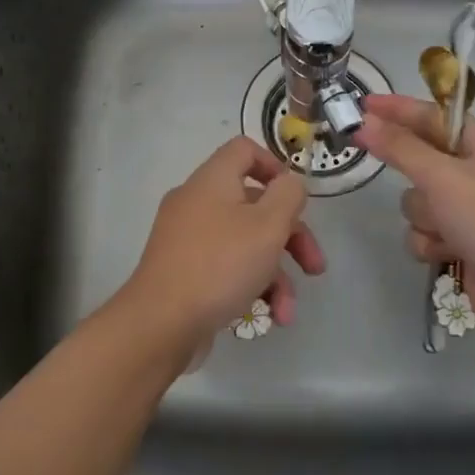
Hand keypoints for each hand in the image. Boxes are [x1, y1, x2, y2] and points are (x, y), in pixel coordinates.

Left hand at [117, 137, 325, 360]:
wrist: (160, 324)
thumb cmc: (220, 265)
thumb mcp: (268, 225)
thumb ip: (288, 196)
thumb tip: (290, 183)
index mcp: (212, 181)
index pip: (244, 150)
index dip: (275, 167)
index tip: (296, 200)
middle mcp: (196, 203)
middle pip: (254, 204)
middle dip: (290, 237)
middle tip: (314, 266)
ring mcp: (187, 239)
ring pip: (244, 243)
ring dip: (275, 274)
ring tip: (288, 310)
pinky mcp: (183, 272)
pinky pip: (225, 268)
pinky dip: (250, 287)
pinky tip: (269, 317)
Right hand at [353, 94, 474, 337]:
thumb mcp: (442, 176)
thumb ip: (399, 148)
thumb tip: (364, 122)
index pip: (434, 117)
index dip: (398, 109)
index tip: (363, 105)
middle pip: (422, 161)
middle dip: (414, 177)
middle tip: (385, 166)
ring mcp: (471, 211)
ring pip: (419, 202)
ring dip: (424, 217)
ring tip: (444, 229)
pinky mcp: (463, 243)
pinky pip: (427, 232)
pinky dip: (431, 242)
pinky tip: (446, 253)